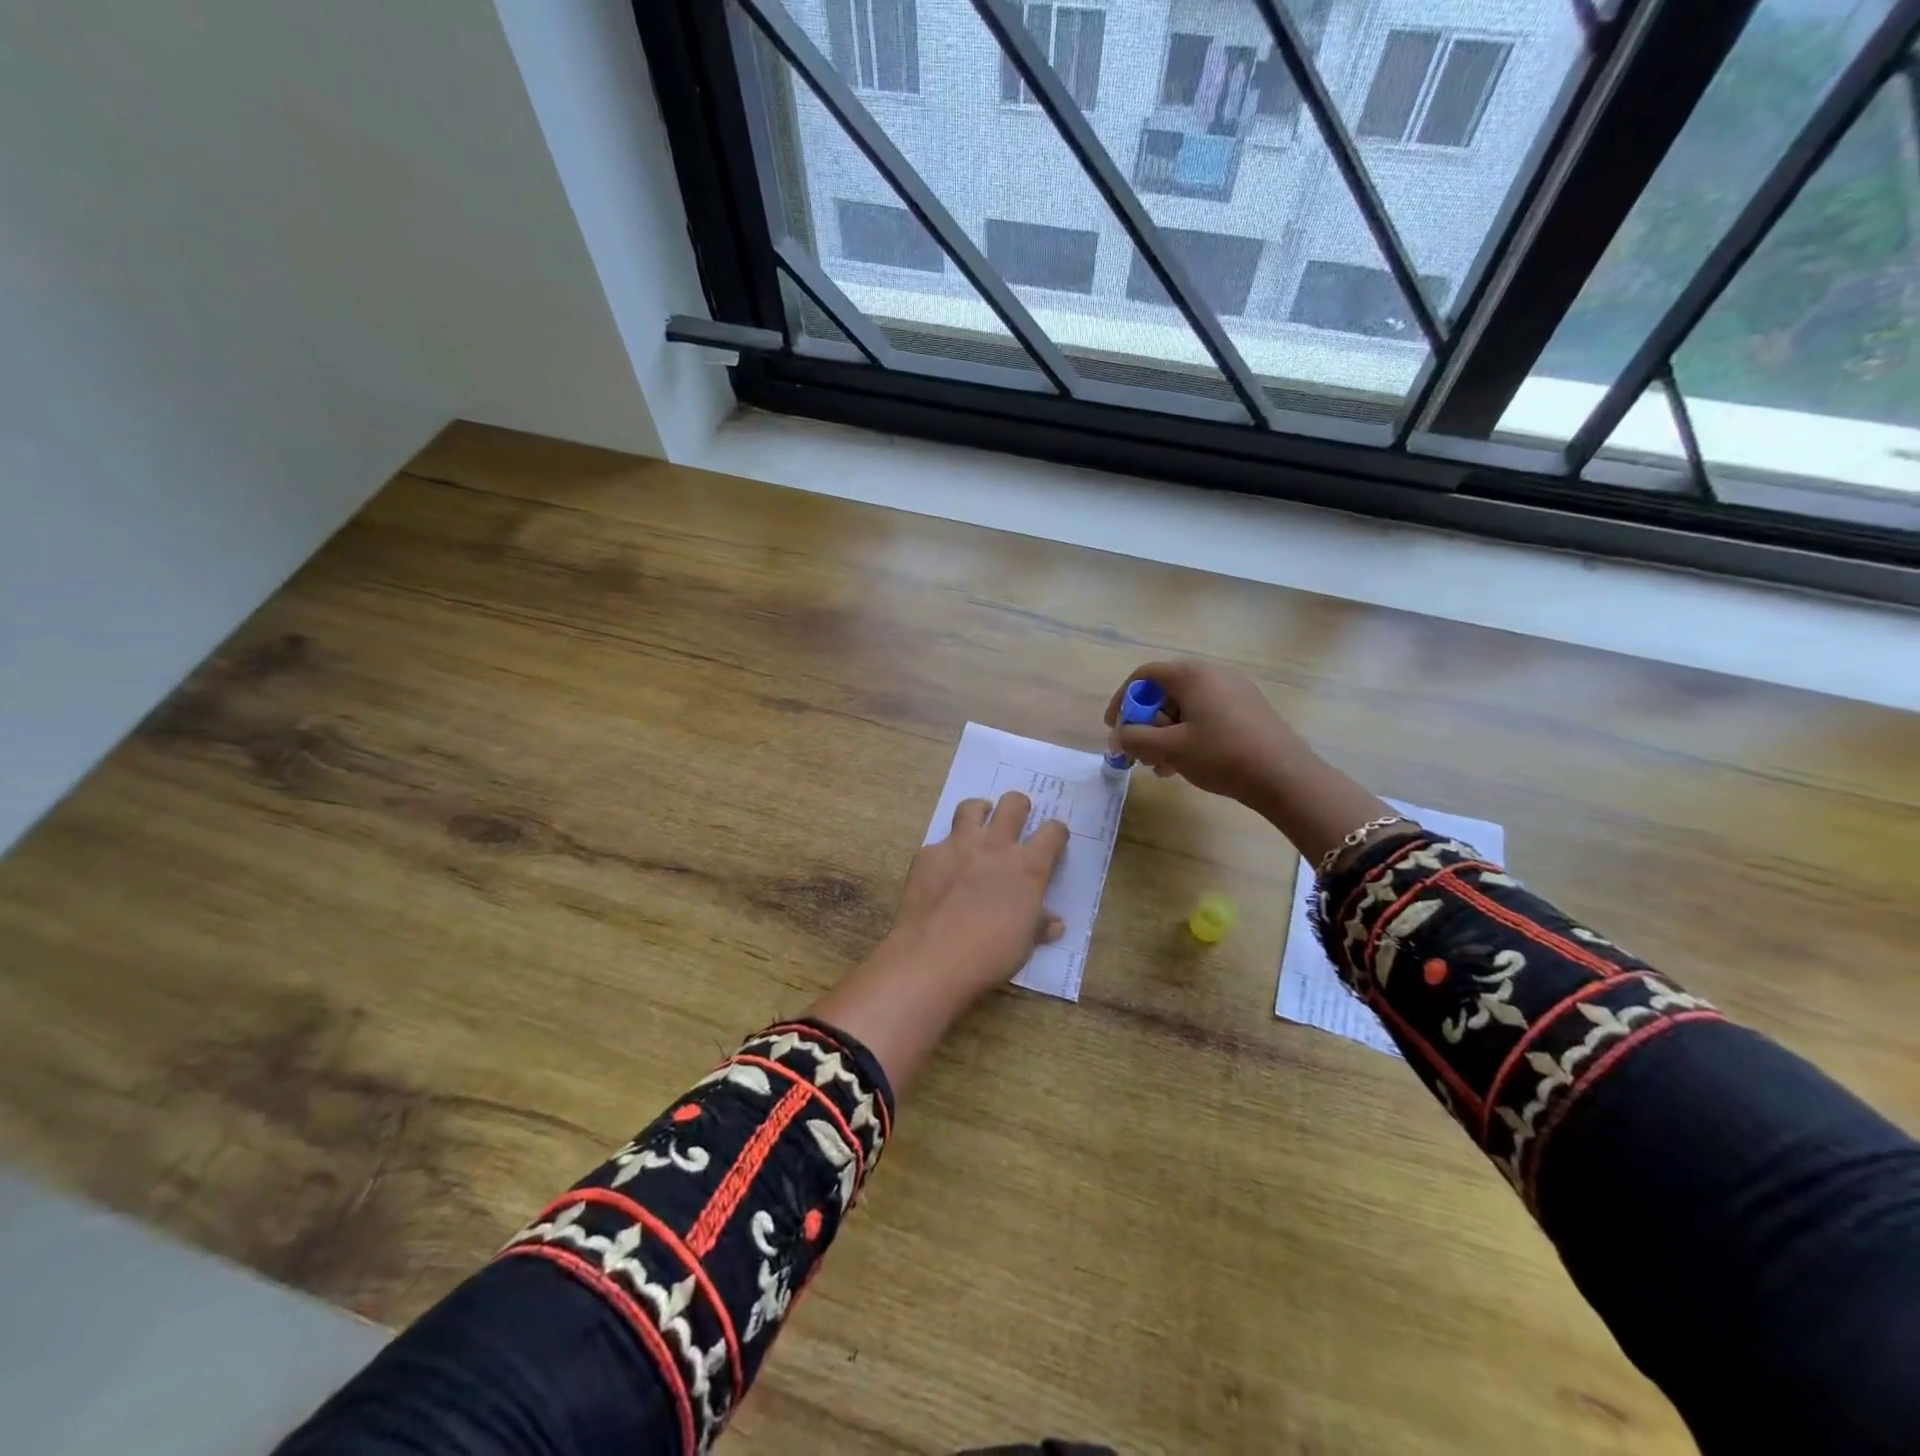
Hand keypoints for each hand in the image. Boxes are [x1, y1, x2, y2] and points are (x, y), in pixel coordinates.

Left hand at [880, 791, 1069, 1001]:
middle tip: (1015, 820)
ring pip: (972, 807)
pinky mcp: (928, 854)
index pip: (1053, 832)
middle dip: (1019, 806)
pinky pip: (939, 843)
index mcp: (1028, 867)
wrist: (933, 958)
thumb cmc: (990, 955)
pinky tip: (941, 871)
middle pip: (1014, 804)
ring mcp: (959, 846)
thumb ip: (1038, 925)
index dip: (1056, 833)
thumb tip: (1054, 923)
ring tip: (978, 825)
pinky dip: (944, 853)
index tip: (1053, 840)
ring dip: (979, 812)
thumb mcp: (1024, 944)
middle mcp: (996, 846)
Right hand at [1104, 659, 1312, 816]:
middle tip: (1140, 753)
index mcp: (1193, 675)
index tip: (1115, 728)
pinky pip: (1207, 716)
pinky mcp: (1248, 711)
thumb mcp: (1170, 749)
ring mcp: (1235, 692)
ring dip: (1166, 735)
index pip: (1145, 675)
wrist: (1285, 777)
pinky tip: (1186, 765)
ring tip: (1161, 767)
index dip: (1123, 699)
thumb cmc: (1221, 755)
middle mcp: (1214, 675)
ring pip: (1186, 708)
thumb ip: (1135, 739)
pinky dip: (1188, 735)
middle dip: (1146, 723)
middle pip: (1165, 692)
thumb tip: (1118, 738)